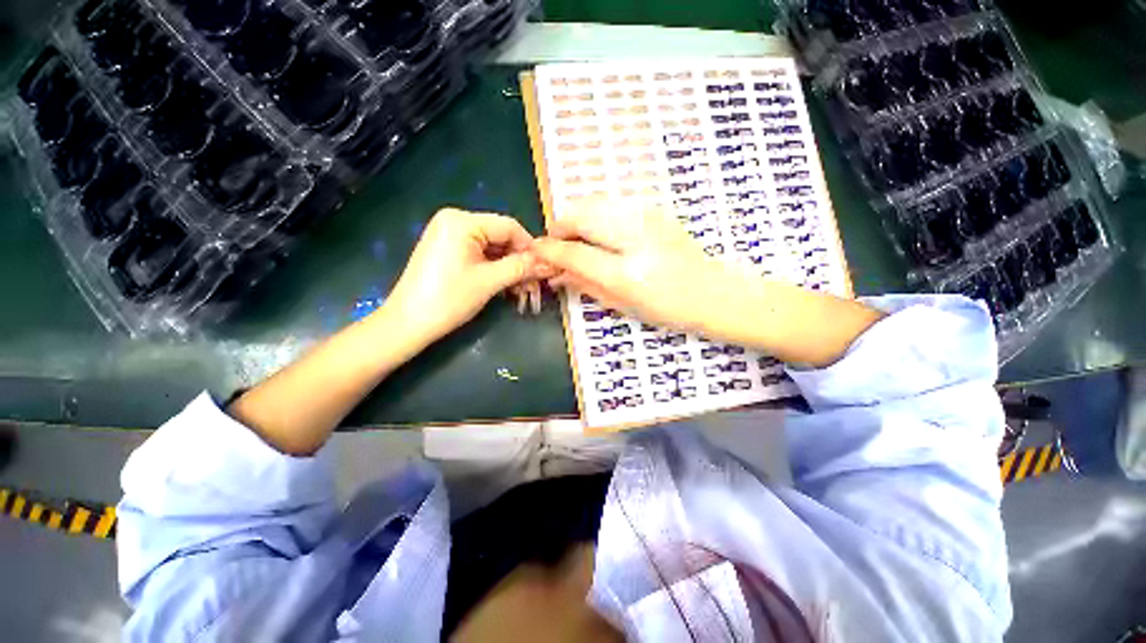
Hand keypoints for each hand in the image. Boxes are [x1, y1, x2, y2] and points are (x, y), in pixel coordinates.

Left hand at [384, 208, 549, 344]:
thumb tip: (548, 262)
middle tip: (535, 283)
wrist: (408, 323)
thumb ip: (521, 267)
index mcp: (462, 221)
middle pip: (501, 236)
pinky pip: (479, 253)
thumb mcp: (489, 281)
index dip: (530, 248)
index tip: (545, 268)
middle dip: (519, 260)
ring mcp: (449, 234)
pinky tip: (506, 284)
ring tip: (522, 289)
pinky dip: (495, 268)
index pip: (509, 226)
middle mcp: (455, 220)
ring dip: (509, 267)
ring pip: (492, 247)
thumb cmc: (448, 299)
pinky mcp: (447, 249)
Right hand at [533, 199, 884, 365]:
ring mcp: (646, 214)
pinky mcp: (653, 208)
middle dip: (561, 230)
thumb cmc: (669, 309)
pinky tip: (601, 235)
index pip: (573, 250)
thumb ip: (584, 284)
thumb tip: (555, 274)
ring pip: (594, 203)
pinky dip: (596, 216)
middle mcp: (633, 234)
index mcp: (626, 271)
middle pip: (579, 215)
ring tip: (579, 243)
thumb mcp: (623, 304)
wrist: (716, 293)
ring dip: (578, 221)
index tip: (536, 253)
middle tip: (559, 250)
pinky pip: (611, 203)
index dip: (549, 250)